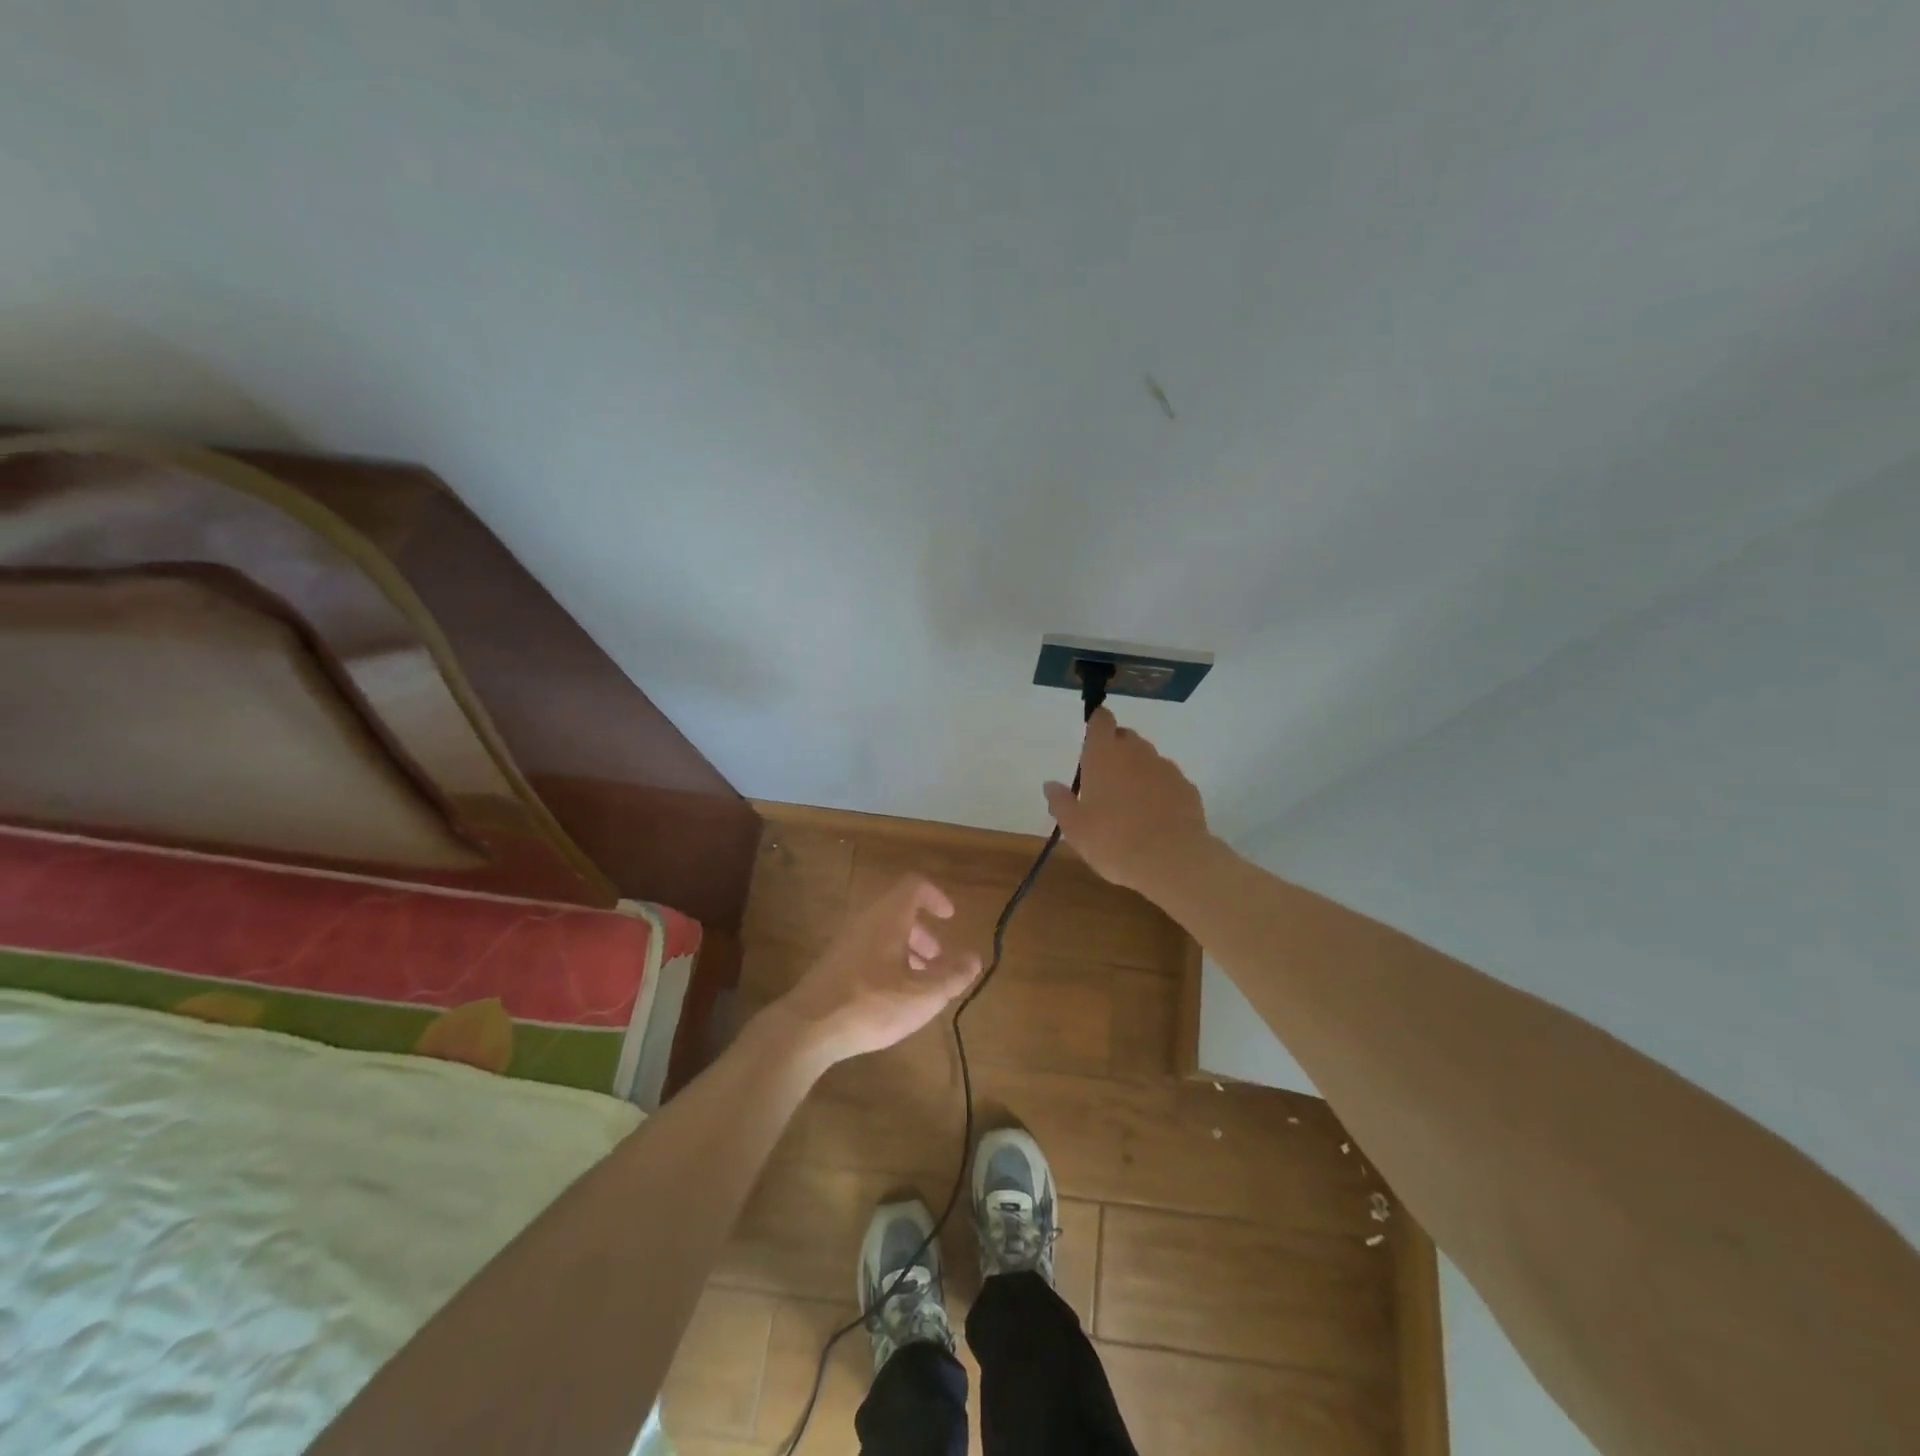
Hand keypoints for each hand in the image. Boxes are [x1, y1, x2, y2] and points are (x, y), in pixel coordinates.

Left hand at [770, 875, 981, 1065]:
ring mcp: (846, 942)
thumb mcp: (923, 995)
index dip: (936, 896)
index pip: (914, 886)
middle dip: (924, 932)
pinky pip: (868, 949)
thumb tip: (974, 958)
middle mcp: (865, 922)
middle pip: (900, 911)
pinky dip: (888, 962)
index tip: (950, 918)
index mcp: (888, 917)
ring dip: (907, 950)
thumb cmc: (872, 1004)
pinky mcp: (833, 964)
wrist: (808, 1028)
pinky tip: (893, 997)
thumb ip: (952, 975)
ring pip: (883, 933)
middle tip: (940, 959)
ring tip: (921, 983)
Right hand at [1044, 706, 1213, 893]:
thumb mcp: (1075, 828)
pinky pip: (1168, 780)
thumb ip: (1061, 802)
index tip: (1092, 738)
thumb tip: (1050, 785)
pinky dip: (1160, 790)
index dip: (1096, 723)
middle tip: (1105, 780)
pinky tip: (1155, 817)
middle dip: (1116, 750)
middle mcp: (1136, 752)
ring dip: (1138, 771)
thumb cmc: (1113, 841)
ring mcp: (1165, 768)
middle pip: (1125, 737)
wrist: (1171, 861)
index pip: (1100, 720)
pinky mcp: (1187, 787)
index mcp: (1103, 755)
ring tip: (1131, 803)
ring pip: (1148, 759)